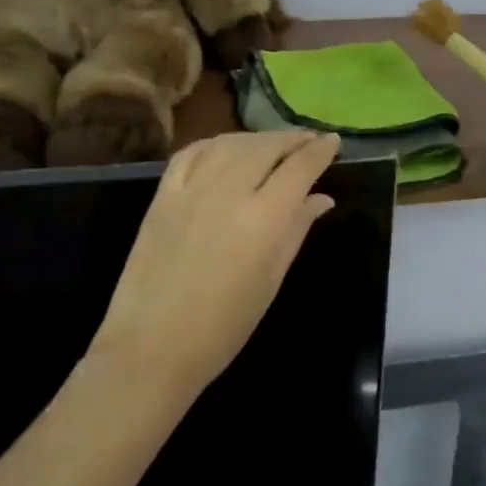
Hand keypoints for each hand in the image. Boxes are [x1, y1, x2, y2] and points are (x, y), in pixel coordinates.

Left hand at [86, 130, 339, 397]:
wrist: (152, 346)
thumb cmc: (224, 326)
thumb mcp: (271, 279)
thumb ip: (296, 229)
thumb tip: (321, 198)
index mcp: (264, 217)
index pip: (299, 167)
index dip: (320, 150)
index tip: (333, 141)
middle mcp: (229, 191)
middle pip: (266, 147)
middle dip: (292, 139)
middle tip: (309, 140)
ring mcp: (191, 189)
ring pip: (230, 144)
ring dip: (257, 139)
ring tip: (272, 144)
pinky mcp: (163, 196)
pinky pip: (191, 154)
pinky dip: (215, 144)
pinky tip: (225, 148)